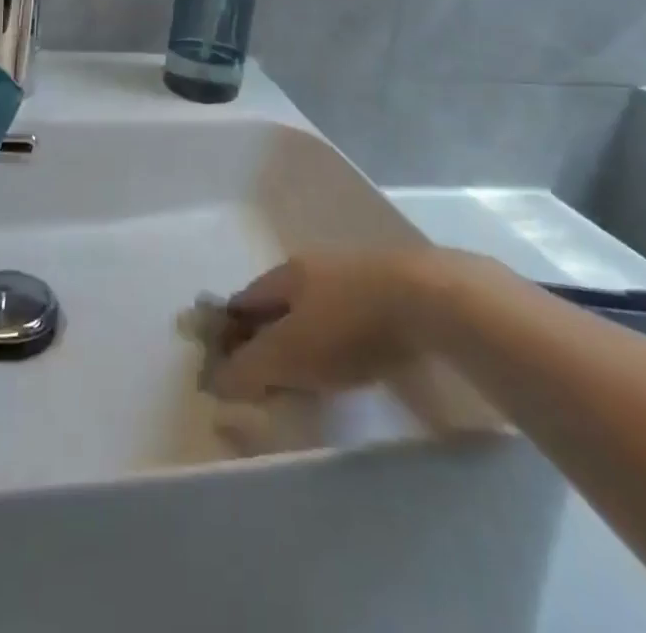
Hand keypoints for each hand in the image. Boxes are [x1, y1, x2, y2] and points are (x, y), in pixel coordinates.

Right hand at [209, 249, 479, 400]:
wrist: (431, 301)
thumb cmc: (349, 325)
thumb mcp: (290, 353)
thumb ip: (249, 367)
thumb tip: (214, 379)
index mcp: (286, 273)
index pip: (244, 301)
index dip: (231, 331)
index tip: (226, 365)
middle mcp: (315, 266)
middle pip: (280, 303)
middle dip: (268, 335)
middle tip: (266, 376)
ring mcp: (356, 275)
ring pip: (317, 309)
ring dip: (306, 338)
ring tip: (309, 374)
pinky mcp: (391, 293)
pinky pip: (350, 318)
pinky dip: (340, 340)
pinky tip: (353, 360)